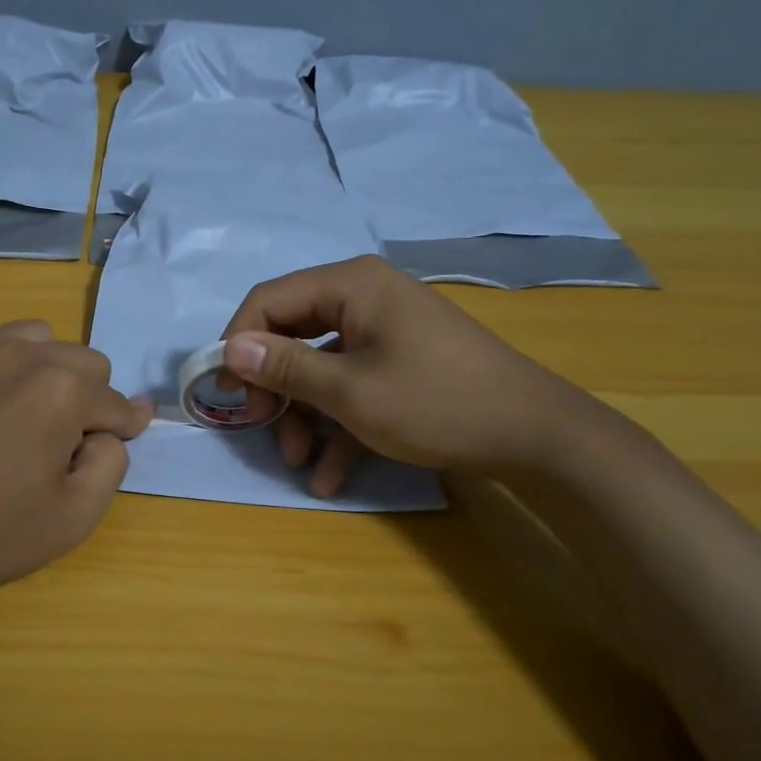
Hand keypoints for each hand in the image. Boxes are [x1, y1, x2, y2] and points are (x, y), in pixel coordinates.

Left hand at [0, 321, 153, 606]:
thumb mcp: (72, 519)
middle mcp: (20, 356)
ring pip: (34, 340)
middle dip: (89, 397)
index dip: (125, 425)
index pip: (115, 401)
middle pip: (82, 360)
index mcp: (61, 390)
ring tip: (27, 412)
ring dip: (46, 370)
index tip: (127, 432)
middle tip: (65, 441)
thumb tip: (109, 432)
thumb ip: (111, 465)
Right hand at [220, 255, 601, 495]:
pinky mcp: (399, 363)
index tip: (225, 391)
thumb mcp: (350, 391)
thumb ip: (285, 367)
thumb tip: (228, 349)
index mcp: (351, 285)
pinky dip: (338, 425)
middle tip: (261, 428)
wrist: (535, 436)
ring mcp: (384, 331)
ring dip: (304, 416)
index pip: (269, 300)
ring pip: (320, 367)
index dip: (238, 344)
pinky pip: (352, 386)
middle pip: (292, 334)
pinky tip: (330, 474)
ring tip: (300, 463)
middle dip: (274, 388)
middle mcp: (364, 298)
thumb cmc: (435, 402)